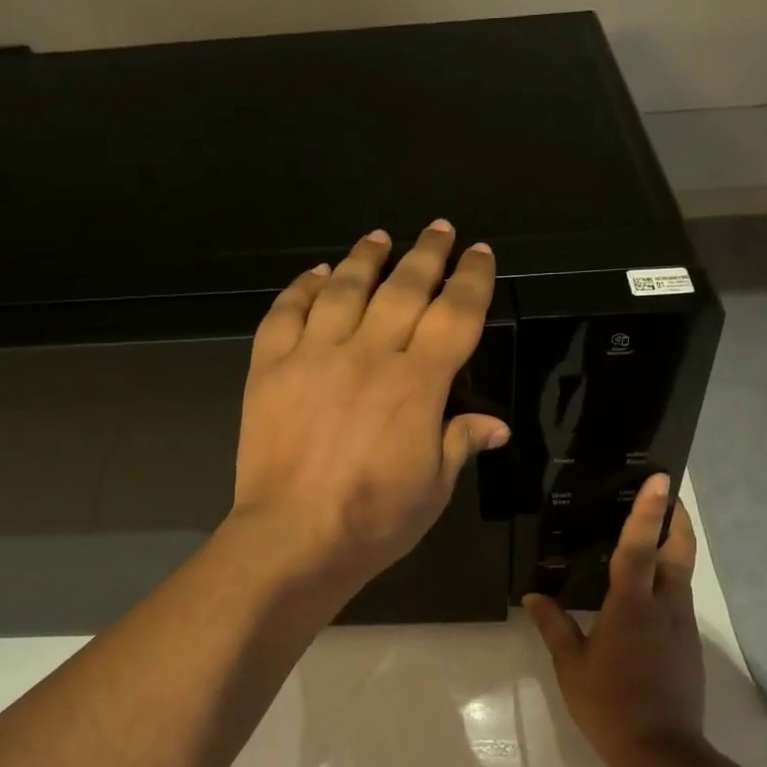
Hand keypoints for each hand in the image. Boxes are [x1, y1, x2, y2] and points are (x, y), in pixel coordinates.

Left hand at [230, 220, 509, 604]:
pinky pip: (286, 312)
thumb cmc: (373, 520)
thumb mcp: (433, 488)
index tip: (480, 255)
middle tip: (439, 230)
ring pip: (344, 288)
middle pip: (404, 288)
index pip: (455, 314)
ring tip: (379, 239)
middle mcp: (369, 354)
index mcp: (417, 383)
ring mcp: (314, 355)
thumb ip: (460, 443)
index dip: (472, 280)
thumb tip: (495, 425)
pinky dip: (302, 287)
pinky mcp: (271, 367)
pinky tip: (316, 275)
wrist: (292, 536)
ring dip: (366, 258)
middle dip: (427, 253)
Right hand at [524, 475, 705, 766]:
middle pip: (679, 552)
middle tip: (663, 497)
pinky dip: (669, 579)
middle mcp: (665, 607)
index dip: (648, 511)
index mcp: (632, 606)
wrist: (663, 752)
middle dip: (675, 520)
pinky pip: (679, 598)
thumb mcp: (572, 666)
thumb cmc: (610, 705)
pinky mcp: (688, 644)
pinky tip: (647, 591)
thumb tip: (534, 595)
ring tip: (650, 536)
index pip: (640, 547)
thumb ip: (555, 626)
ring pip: (682, 574)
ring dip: (673, 547)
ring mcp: (682, 625)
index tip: (659, 480)